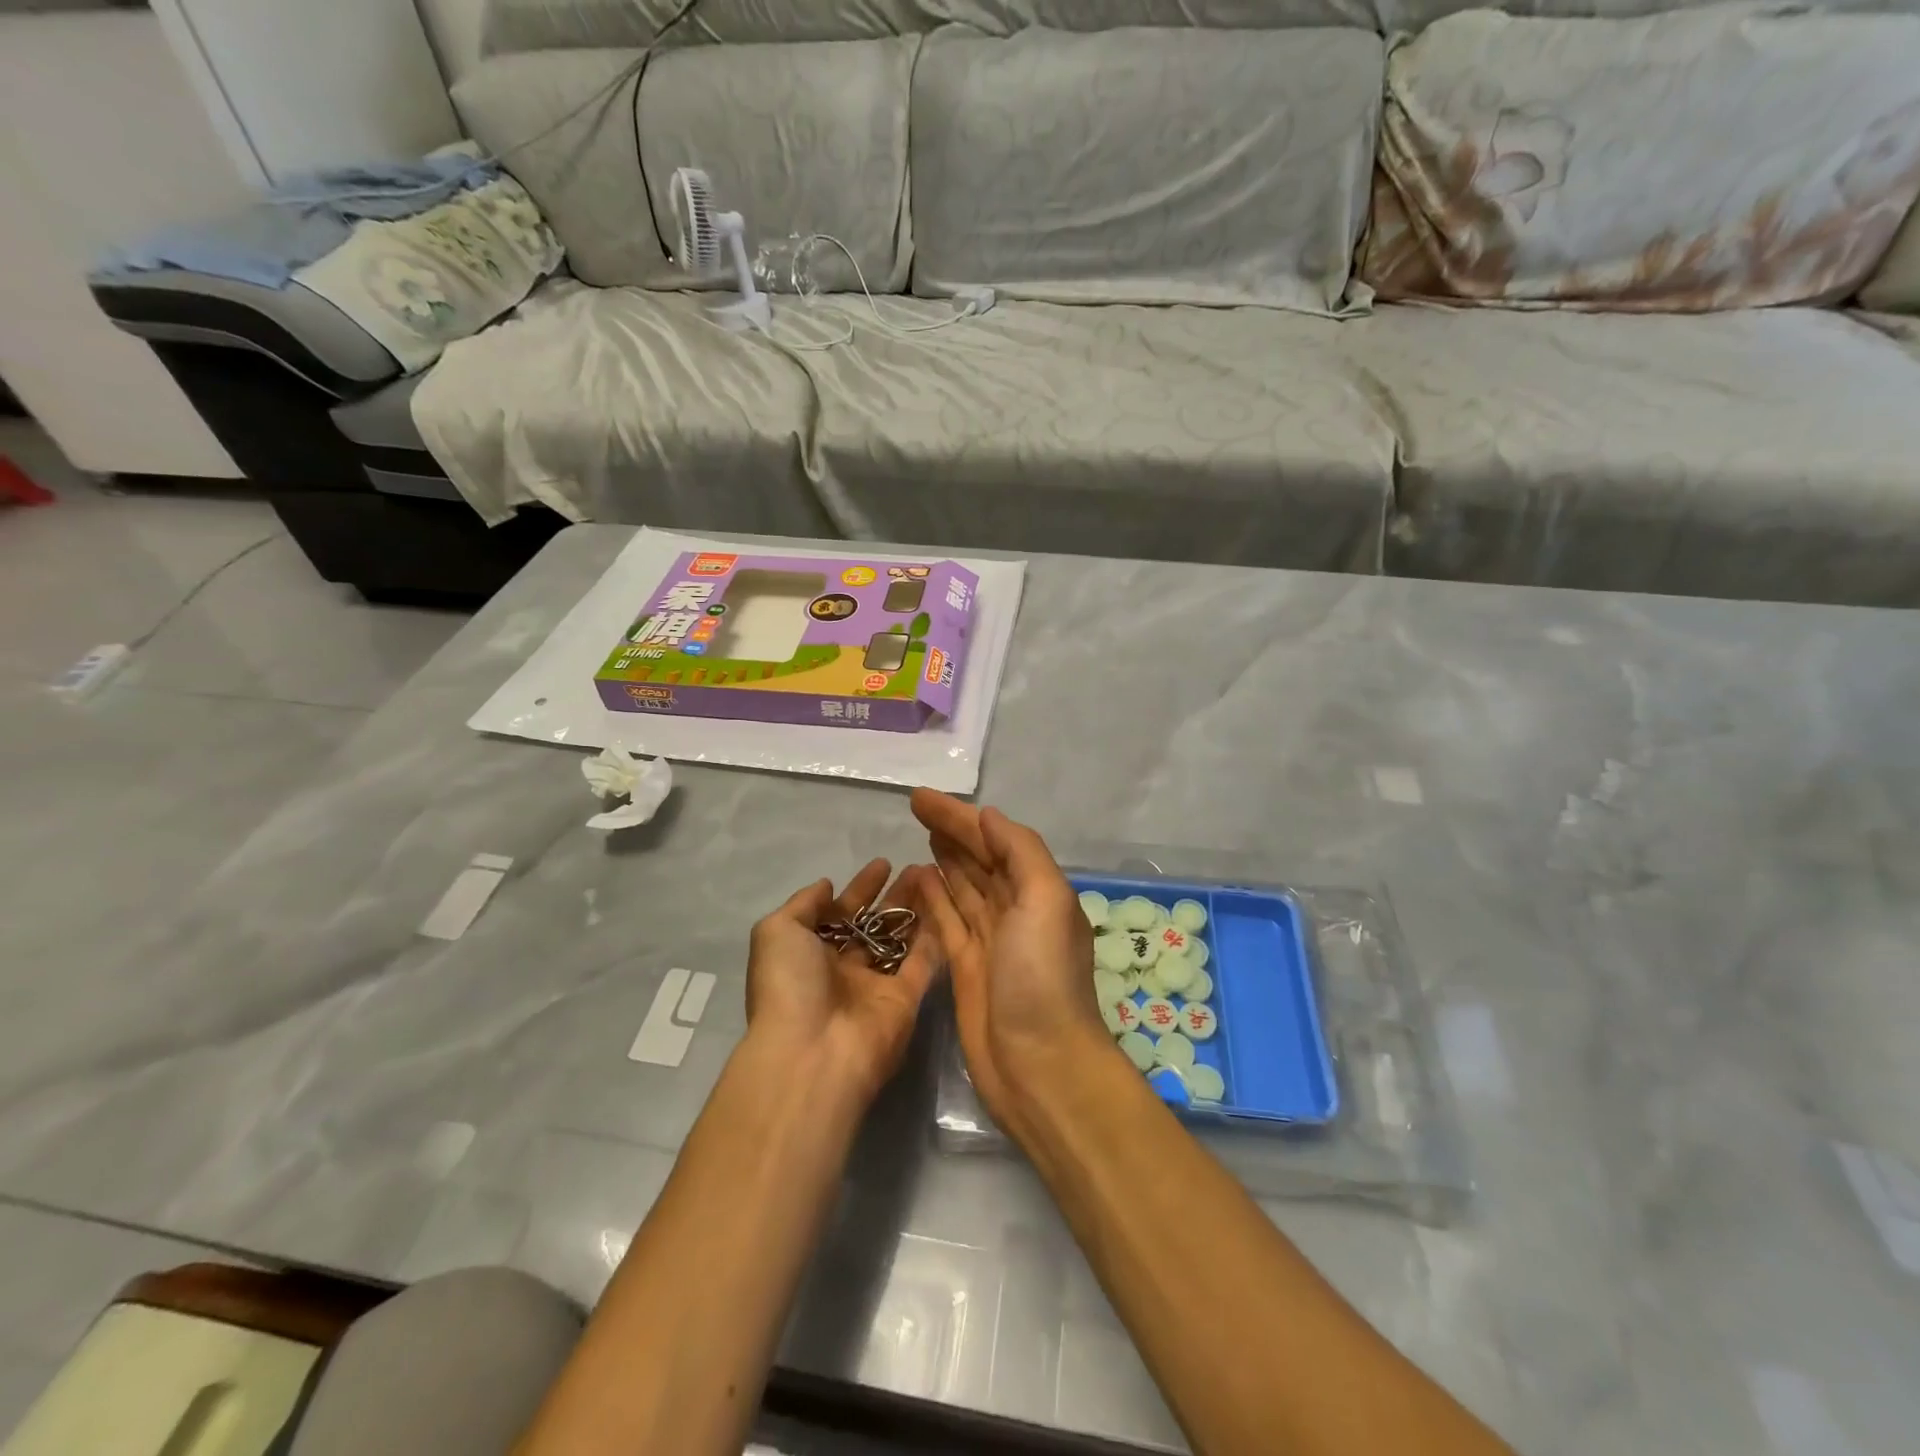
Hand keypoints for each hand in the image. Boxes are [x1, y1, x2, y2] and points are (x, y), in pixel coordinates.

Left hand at [745, 858, 940, 1106]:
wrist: (813, 1052)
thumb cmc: (790, 986)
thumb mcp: (777, 932)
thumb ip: (803, 903)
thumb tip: (826, 885)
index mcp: (811, 955)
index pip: (840, 914)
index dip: (860, 889)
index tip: (882, 863)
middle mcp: (844, 970)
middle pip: (874, 926)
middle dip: (894, 897)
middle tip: (917, 867)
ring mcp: (877, 986)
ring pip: (902, 940)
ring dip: (917, 910)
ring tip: (935, 878)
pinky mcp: (906, 1000)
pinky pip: (924, 962)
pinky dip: (935, 936)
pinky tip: (948, 904)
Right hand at [910, 790, 1111, 1138]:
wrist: (1039, 1064)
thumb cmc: (1042, 976)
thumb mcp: (1045, 900)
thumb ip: (1020, 851)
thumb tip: (988, 817)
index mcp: (1038, 890)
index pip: (994, 840)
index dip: (960, 816)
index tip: (922, 797)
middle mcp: (1016, 910)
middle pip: (978, 858)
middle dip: (950, 831)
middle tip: (915, 806)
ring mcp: (990, 940)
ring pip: (962, 887)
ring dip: (944, 859)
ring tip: (920, 834)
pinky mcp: (966, 967)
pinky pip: (947, 920)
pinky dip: (935, 897)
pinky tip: (917, 878)